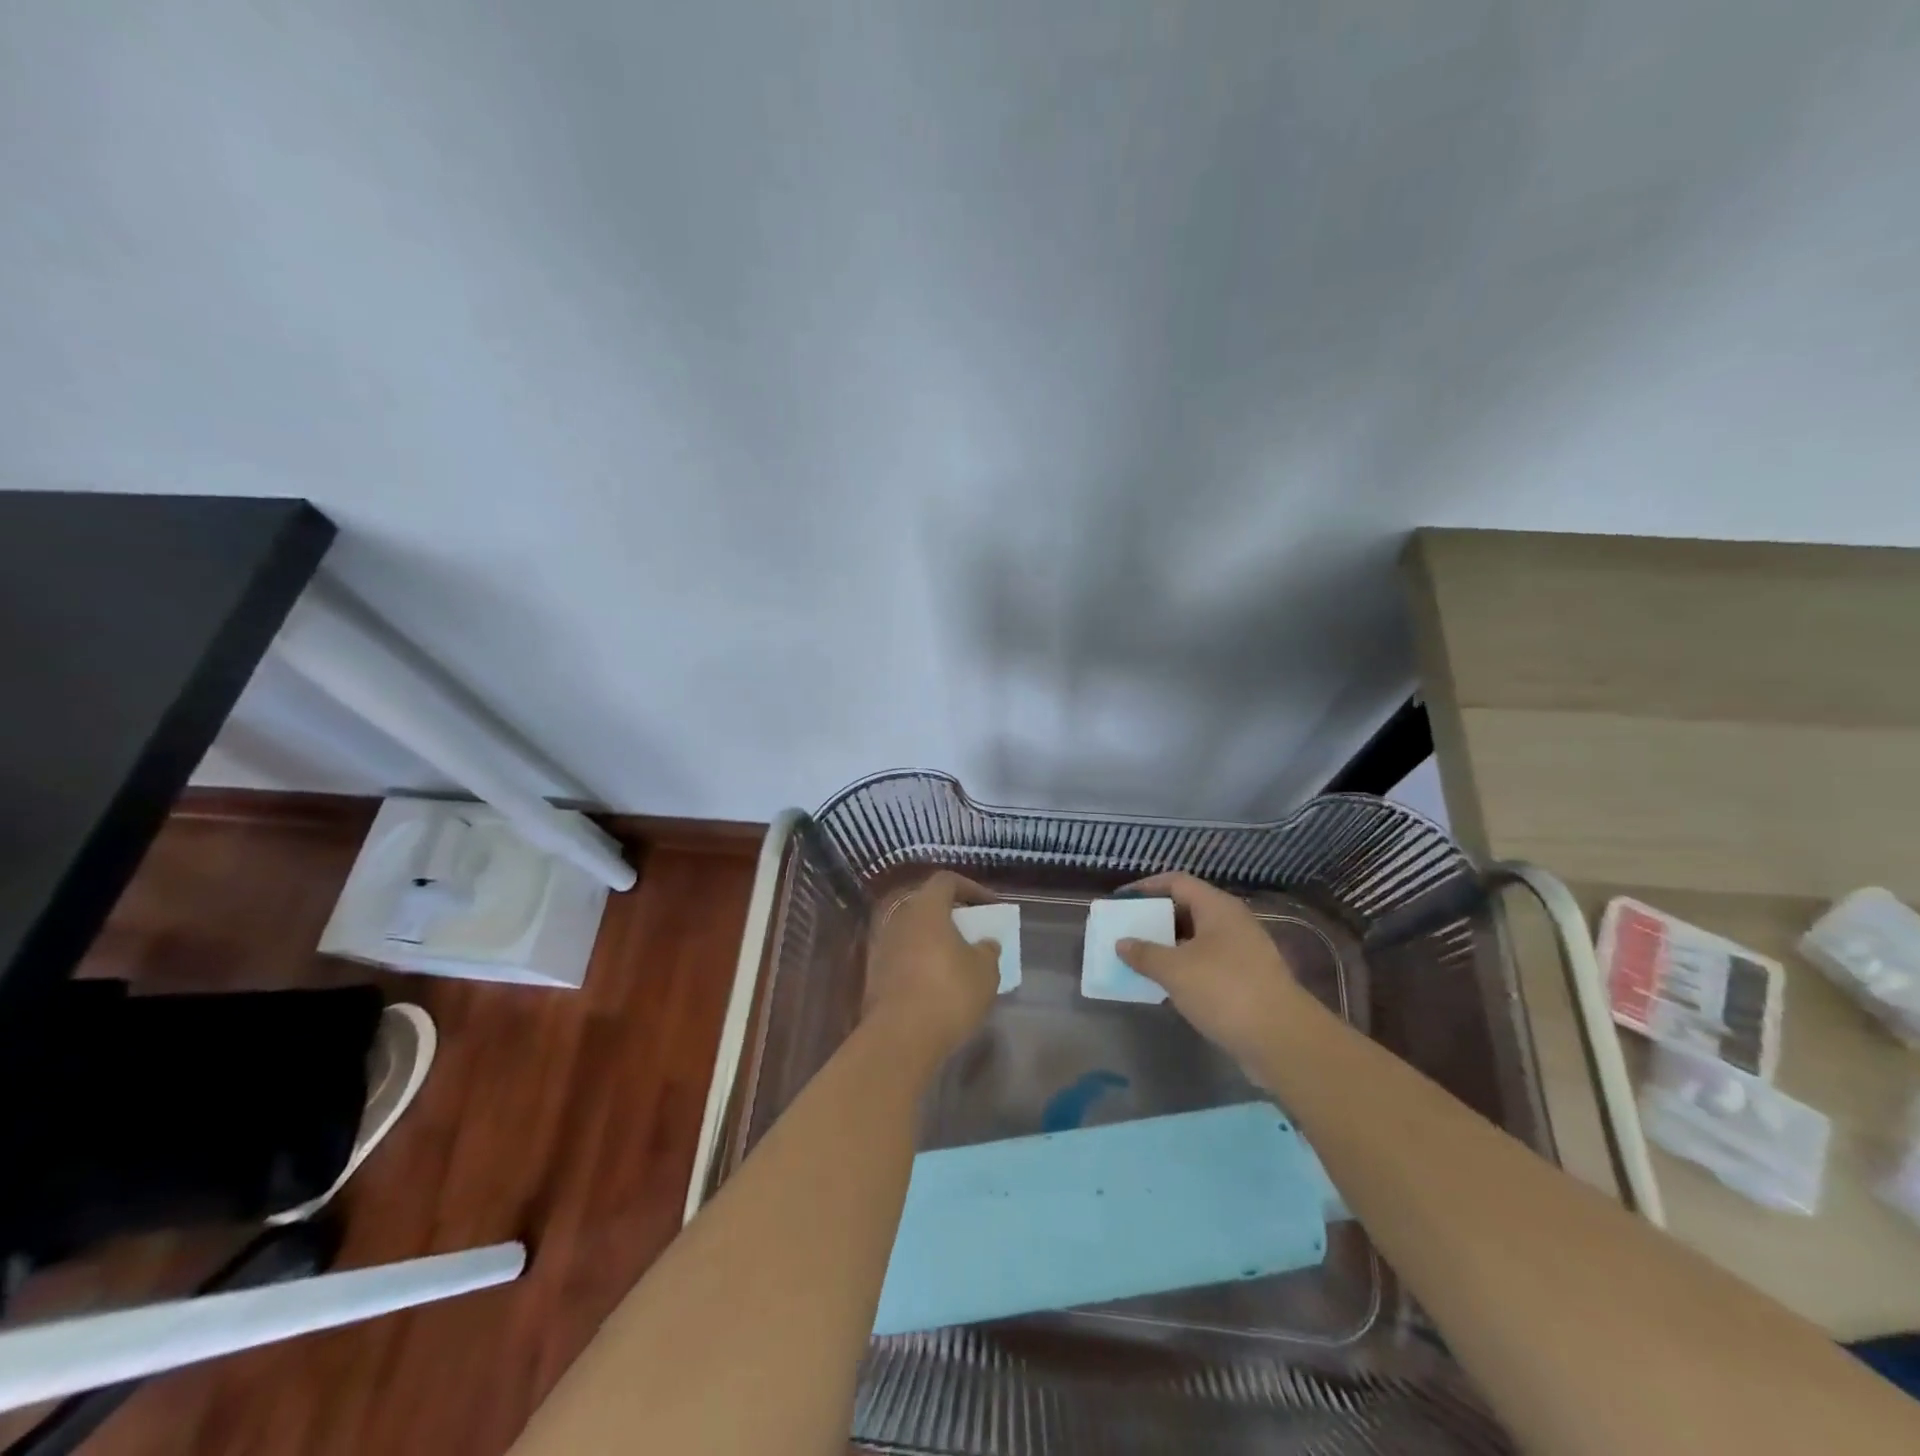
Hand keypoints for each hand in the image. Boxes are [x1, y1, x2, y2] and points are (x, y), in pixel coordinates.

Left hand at [864, 870, 1001, 1059]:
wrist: (900, 1037)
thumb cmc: (949, 993)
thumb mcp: (985, 971)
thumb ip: (988, 950)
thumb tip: (985, 943)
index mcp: (926, 908)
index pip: (947, 881)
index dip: (971, 888)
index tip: (990, 906)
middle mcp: (899, 919)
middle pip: (928, 906)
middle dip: (952, 916)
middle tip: (973, 933)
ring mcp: (882, 946)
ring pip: (914, 933)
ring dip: (936, 941)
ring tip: (959, 961)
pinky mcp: (874, 974)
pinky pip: (904, 957)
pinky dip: (922, 962)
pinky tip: (938, 985)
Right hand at [1116, 872, 1310, 1074]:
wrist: (1282, 1040)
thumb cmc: (1225, 991)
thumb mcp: (1175, 970)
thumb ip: (1144, 954)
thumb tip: (1122, 943)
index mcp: (1217, 908)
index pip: (1176, 882)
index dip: (1145, 888)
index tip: (1120, 901)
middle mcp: (1232, 923)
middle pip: (1187, 909)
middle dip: (1154, 919)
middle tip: (1126, 930)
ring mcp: (1242, 953)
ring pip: (1196, 939)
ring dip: (1167, 947)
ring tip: (1138, 958)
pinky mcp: (1245, 981)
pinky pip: (1206, 964)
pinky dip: (1183, 969)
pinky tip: (1164, 985)